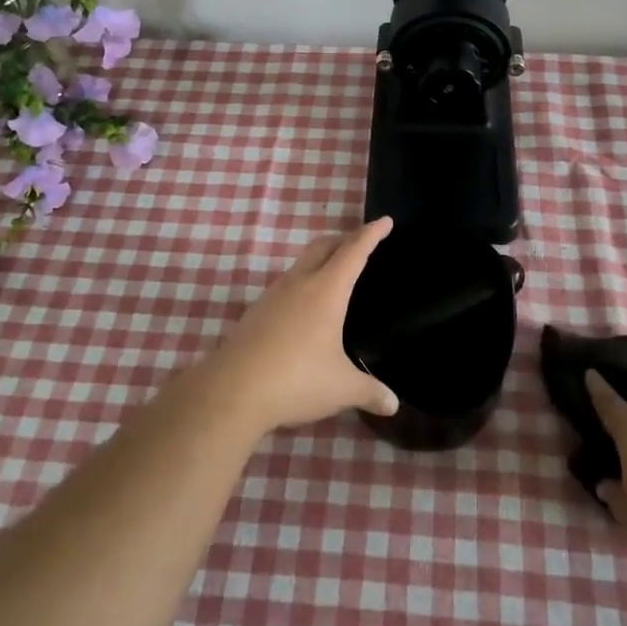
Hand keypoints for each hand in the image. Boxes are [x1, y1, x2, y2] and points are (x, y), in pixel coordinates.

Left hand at [209, 218, 400, 433]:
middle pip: (323, 246)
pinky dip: (303, 283)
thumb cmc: (297, 379)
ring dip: (321, 260)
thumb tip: (393, 405)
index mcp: (327, 290)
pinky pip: (286, 285)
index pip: (354, 251)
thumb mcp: (341, 388)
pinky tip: (305, 308)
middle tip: (361, 242)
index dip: (371, 234)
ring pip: (302, 263)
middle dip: (344, 238)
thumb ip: (370, 392)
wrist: (233, 390)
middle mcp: (300, 283)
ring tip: (334, 275)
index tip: (385, 221)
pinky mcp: (256, 311)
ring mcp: (274, 295)